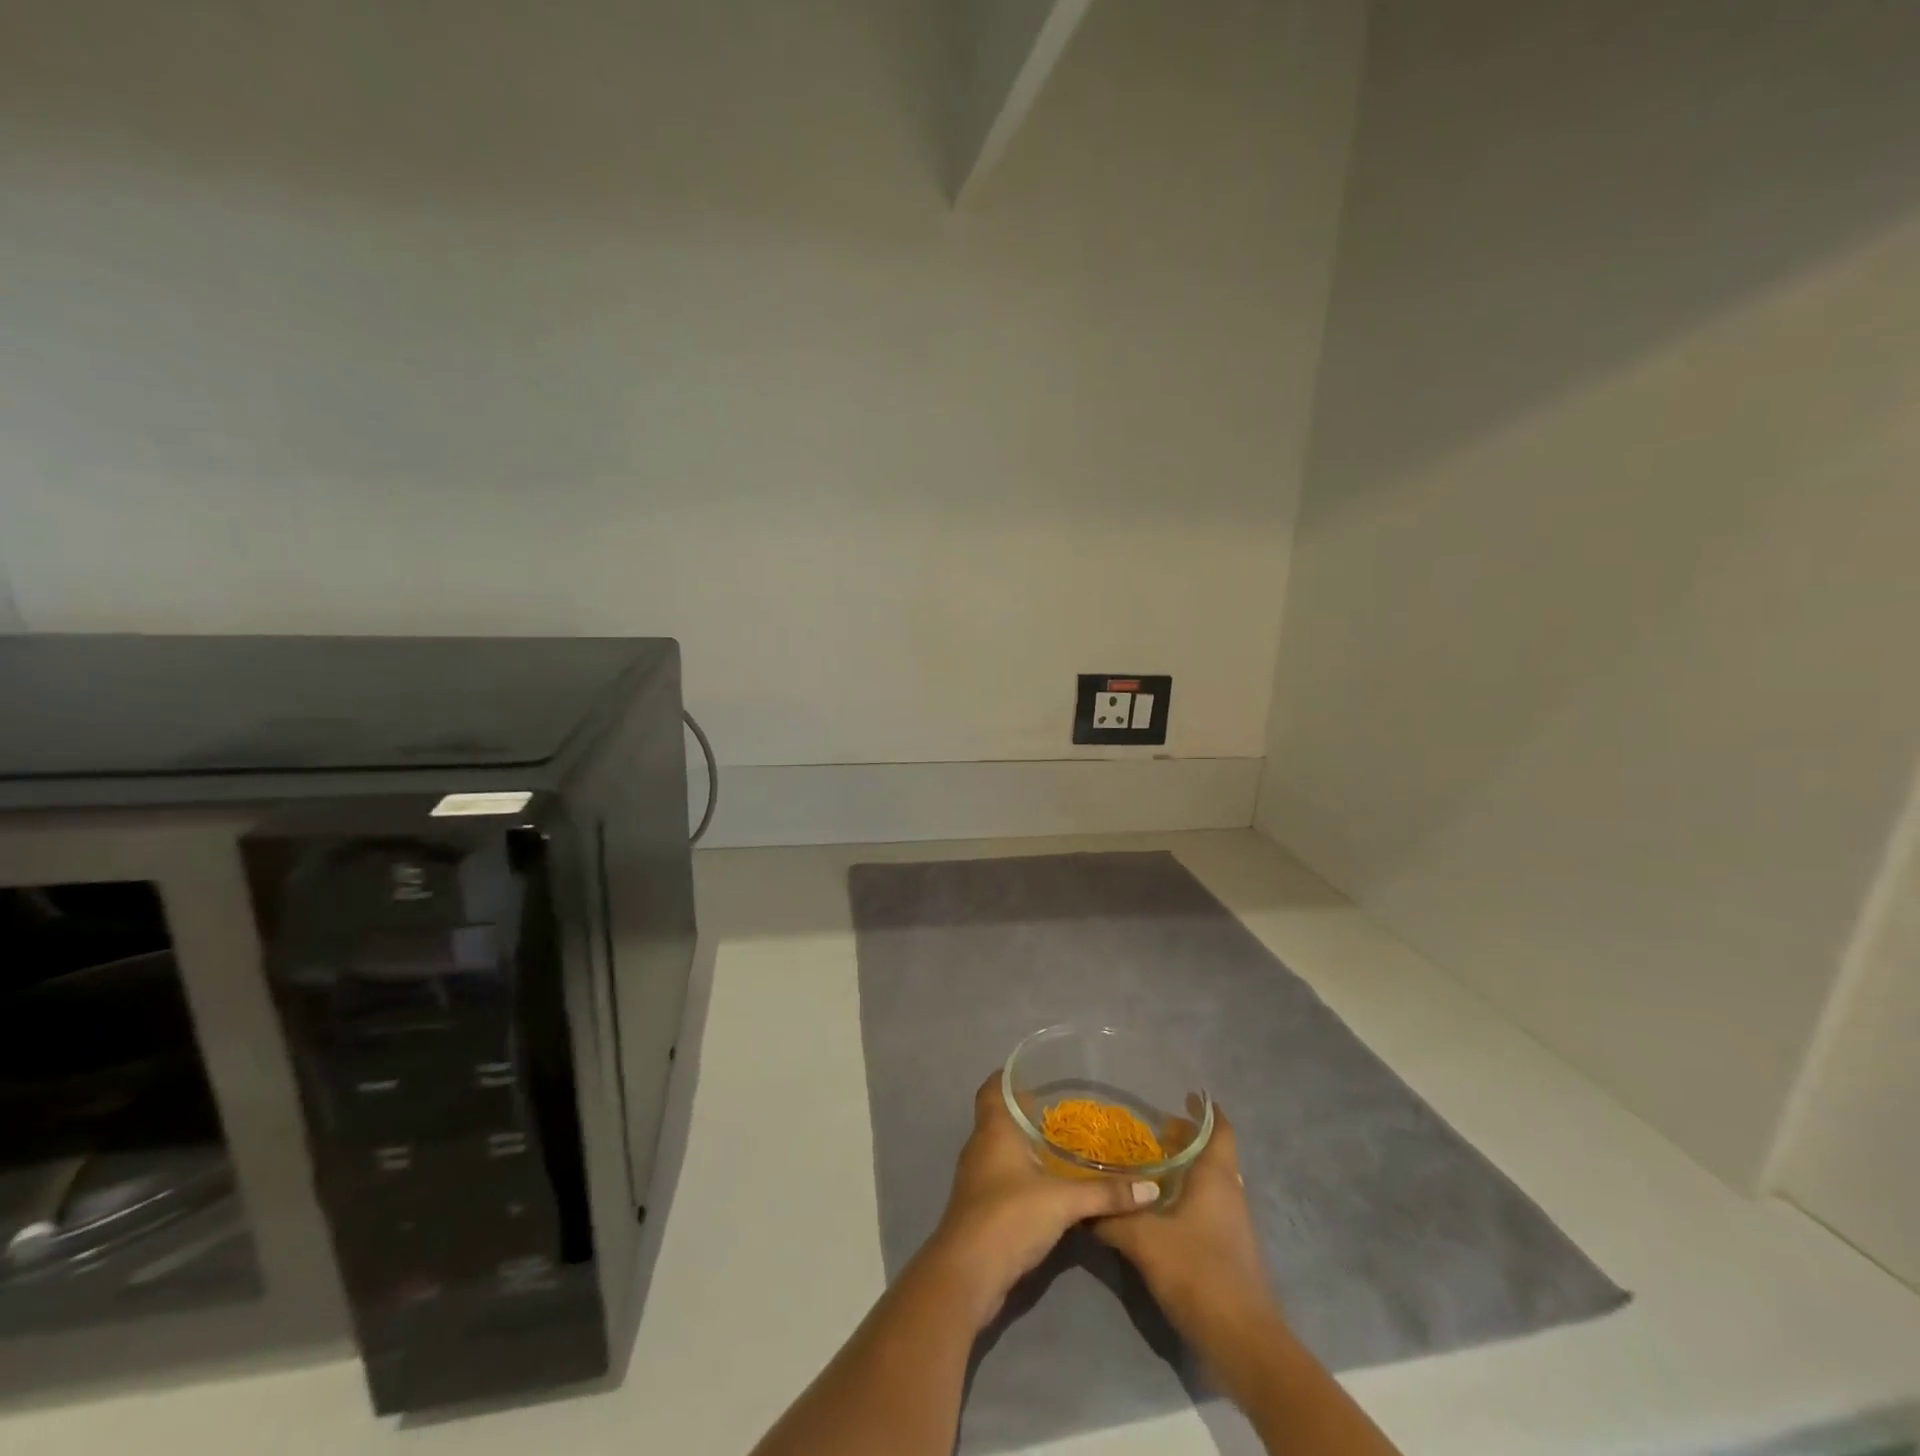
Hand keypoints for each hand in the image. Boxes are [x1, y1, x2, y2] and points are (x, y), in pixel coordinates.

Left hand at [917, 1074, 1160, 1329]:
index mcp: (994, 1129)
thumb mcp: (1063, 1202)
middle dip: (1027, 1112)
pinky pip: (1003, 1175)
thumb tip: (1151, 1188)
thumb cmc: (1009, 1216)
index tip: (1037, 1073)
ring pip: (1002, 1148)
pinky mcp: (981, 1206)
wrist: (968, 1274)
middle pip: (1000, 1116)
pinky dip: (1024, 1173)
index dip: (1010, 1076)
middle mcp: (981, 1145)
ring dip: (1026, 1145)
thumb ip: (1105, 1194)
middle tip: (1063, 1109)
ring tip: (1062, 1144)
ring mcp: (977, 1177)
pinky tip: (1049, 1184)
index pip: (993, 1087)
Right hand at [1092, 1106, 1281, 1349]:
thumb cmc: (1198, 1273)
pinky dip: (1186, 1197)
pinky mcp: (1229, 1250)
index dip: (1205, 1110)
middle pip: (1212, 1154)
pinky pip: (1207, 1208)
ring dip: (1185, 1170)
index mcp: (1216, 1178)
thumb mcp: (1144, 1241)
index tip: (1183, 1094)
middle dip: (1185, 1140)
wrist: (1243, 1342)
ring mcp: (1233, 1224)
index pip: (1220, 1129)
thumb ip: (1111, 1218)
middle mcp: (1229, 1193)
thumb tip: (1079, 1203)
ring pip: (1209, 1182)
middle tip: (1151, 1130)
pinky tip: (1158, 1209)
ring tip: (1148, 1165)